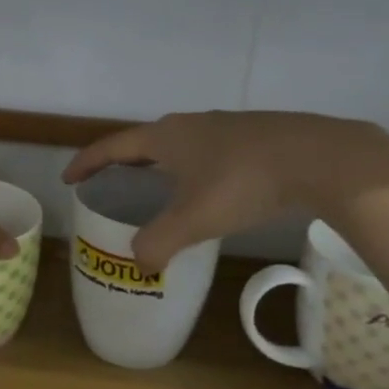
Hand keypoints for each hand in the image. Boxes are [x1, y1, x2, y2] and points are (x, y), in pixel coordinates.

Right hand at [61, 110, 388, 272]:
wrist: (319, 157)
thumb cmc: (243, 182)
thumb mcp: (193, 219)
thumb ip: (159, 243)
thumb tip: (139, 264)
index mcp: (166, 137)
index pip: (113, 147)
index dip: (88, 163)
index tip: (70, 178)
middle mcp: (190, 124)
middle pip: (146, 142)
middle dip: (125, 164)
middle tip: (114, 186)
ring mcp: (225, 126)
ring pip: (182, 146)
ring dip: (164, 166)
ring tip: (162, 190)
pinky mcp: (255, 135)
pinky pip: (210, 152)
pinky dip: (196, 169)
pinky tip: (213, 190)